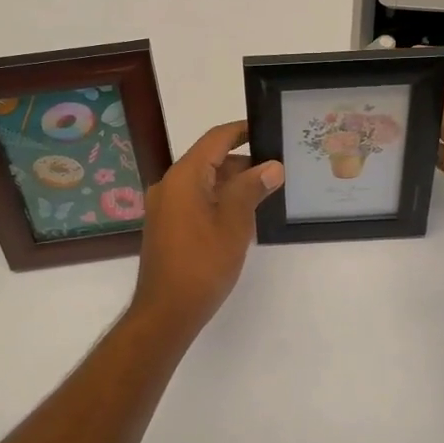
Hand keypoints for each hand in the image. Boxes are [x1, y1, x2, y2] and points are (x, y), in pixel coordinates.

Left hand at [130, 120, 283, 332]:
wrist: (166, 312)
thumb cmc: (202, 264)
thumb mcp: (234, 223)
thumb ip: (252, 188)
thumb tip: (272, 166)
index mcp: (184, 177)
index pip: (216, 139)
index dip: (242, 131)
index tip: (268, 129)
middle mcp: (170, 185)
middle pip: (209, 159)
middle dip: (243, 162)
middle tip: (278, 169)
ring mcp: (166, 206)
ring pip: (204, 182)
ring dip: (232, 183)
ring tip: (267, 192)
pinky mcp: (167, 225)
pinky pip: (196, 200)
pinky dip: (219, 200)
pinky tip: (243, 215)